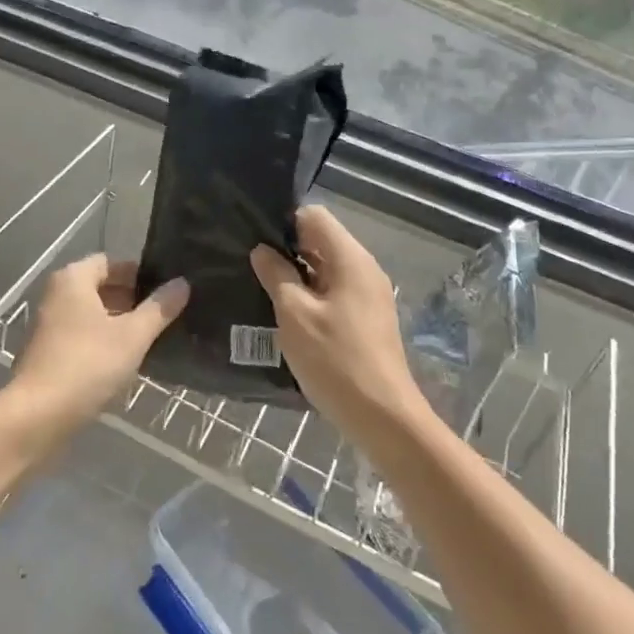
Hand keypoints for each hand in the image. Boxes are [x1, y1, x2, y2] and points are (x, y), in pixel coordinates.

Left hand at [8, 255, 187, 439]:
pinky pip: (82, 337)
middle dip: (132, 300)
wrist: (37, 418)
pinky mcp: (47, 354)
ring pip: (92, 315)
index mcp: (73, 279)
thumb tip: (182, 283)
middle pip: (101, 288)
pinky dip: (103, 343)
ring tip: (152, 339)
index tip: (166, 290)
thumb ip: (159, 308)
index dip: (139, 273)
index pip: (111, 262)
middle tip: (164, 315)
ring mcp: (48, 326)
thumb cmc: (87, 365)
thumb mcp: (133, 336)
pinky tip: (126, 362)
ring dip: (119, 323)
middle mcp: (56, 295)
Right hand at [250, 206, 430, 449]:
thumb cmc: (336, 360)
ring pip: (326, 268)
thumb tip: (262, 250)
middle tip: (250, 263)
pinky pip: (334, 291)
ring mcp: (368, 294)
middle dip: (287, 248)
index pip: (314, 216)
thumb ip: (276, 275)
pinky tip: (286, 312)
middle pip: (321, 240)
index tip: (254, 237)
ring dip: (297, 274)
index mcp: (350, 258)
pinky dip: (310, 294)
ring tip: (261, 286)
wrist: (383, 417)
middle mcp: (364, 268)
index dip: (283, 221)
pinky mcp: (366, 318)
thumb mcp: (295, 315)